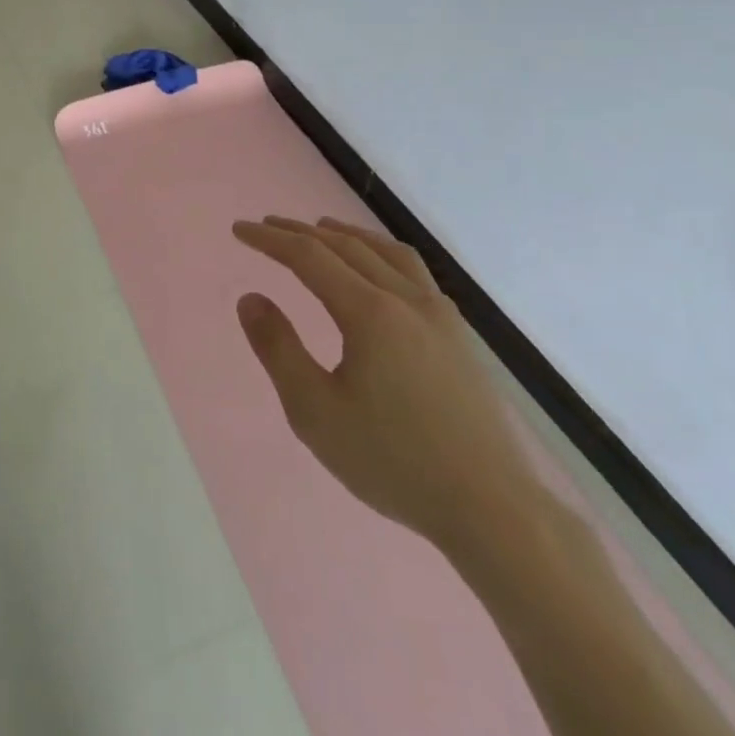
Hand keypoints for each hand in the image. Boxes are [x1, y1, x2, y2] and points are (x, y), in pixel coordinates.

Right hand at [233, 217, 539, 551]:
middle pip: (345, 246)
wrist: (494, 509)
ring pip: (385, 252)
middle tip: (268, 225)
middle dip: (301, 232)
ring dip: (345, 235)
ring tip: (321, 229)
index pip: (309, 256)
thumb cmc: (394, 462)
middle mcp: (406, 298)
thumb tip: (251, 298)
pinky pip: (413, 271)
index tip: (240, 230)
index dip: (270, 239)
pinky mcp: (460, 335)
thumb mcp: (316, 413)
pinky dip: (382, 253)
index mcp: (369, 312)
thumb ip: (278, 349)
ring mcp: (440, 314)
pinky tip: (379, 272)